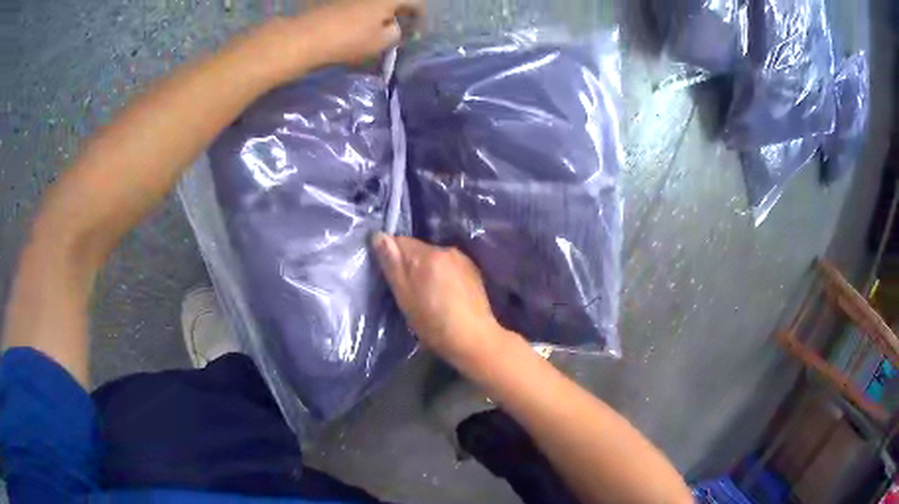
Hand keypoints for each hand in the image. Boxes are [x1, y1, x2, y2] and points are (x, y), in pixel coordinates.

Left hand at [292, 0, 421, 66]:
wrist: (307, 37)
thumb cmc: (349, 39)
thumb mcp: (381, 42)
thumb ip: (396, 33)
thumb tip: (392, 27)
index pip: (416, 2)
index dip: (419, 16)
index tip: (417, 30)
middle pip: (394, 0)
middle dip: (399, 12)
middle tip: (399, 27)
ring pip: (375, 3)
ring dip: (381, 12)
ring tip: (379, 28)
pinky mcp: (338, 1)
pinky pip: (359, 5)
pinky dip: (365, 13)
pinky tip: (360, 26)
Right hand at [372, 233, 508, 365]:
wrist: (474, 338)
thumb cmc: (433, 323)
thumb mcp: (404, 297)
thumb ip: (392, 264)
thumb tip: (378, 235)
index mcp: (426, 254)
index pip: (398, 241)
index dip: (391, 257)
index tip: (392, 277)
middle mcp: (445, 249)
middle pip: (418, 248)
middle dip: (410, 264)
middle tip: (409, 291)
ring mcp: (462, 258)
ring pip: (434, 257)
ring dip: (428, 269)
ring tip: (429, 294)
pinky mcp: (473, 269)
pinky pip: (449, 265)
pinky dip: (443, 274)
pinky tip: (446, 295)